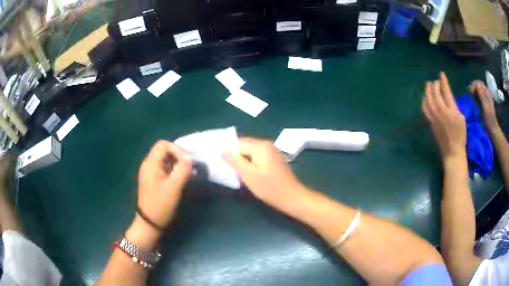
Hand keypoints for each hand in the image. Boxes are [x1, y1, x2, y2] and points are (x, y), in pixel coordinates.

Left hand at [137, 140, 191, 227]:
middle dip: (179, 156)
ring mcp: (151, 172)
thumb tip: (190, 157)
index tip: (189, 161)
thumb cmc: (161, 204)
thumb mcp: (174, 186)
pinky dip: (175, 171)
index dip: (178, 149)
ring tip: (189, 173)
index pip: (164, 144)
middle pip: (165, 151)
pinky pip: (165, 169)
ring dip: (178, 164)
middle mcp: (149, 164)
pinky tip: (183, 179)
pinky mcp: (154, 180)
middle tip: (191, 166)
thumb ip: (183, 169)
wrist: (150, 223)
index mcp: (151, 163)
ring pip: (166, 160)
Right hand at [222, 138, 306, 211]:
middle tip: (224, 168)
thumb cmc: (270, 188)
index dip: (227, 152)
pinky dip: (249, 164)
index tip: (218, 162)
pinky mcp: (272, 160)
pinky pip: (256, 158)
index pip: (237, 143)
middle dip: (233, 156)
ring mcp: (271, 152)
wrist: (292, 198)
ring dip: (240, 161)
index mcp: (260, 146)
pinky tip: (245, 174)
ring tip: (232, 172)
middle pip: (243, 146)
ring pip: (249, 153)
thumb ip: (234, 160)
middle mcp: (266, 145)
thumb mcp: (249, 175)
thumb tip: (221, 148)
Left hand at [422, 73, 466, 159]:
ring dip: (428, 90)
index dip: (443, 81)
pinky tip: (425, 97)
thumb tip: (447, 95)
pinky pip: (424, 109)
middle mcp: (441, 112)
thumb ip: (454, 105)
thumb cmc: (460, 135)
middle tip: (436, 81)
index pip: (446, 91)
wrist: (453, 151)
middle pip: (435, 94)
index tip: (442, 74)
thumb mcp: (461, 118)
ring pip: (428, 100)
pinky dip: (424, 100)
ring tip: (429, 85)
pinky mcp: (430, 123)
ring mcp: (434, 118)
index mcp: (451, 111)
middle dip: (435, 85)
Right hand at [469, 80, 498, 130]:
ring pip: (478, 91)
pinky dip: (475, 96)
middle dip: (473, 88)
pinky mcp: (483, 103)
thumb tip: (477, 85)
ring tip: (470, 96)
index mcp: (487, 93)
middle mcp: (486, 94)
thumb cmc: (489, 118)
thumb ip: (482, 95)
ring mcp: (485, 99)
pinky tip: (473, 100)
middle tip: (469, 93)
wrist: (492, 128)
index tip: (470, 91)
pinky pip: (478, 96)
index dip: (474, 85)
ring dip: (473, 92)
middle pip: (478, 86)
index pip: (479, 83)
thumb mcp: (485, 106)